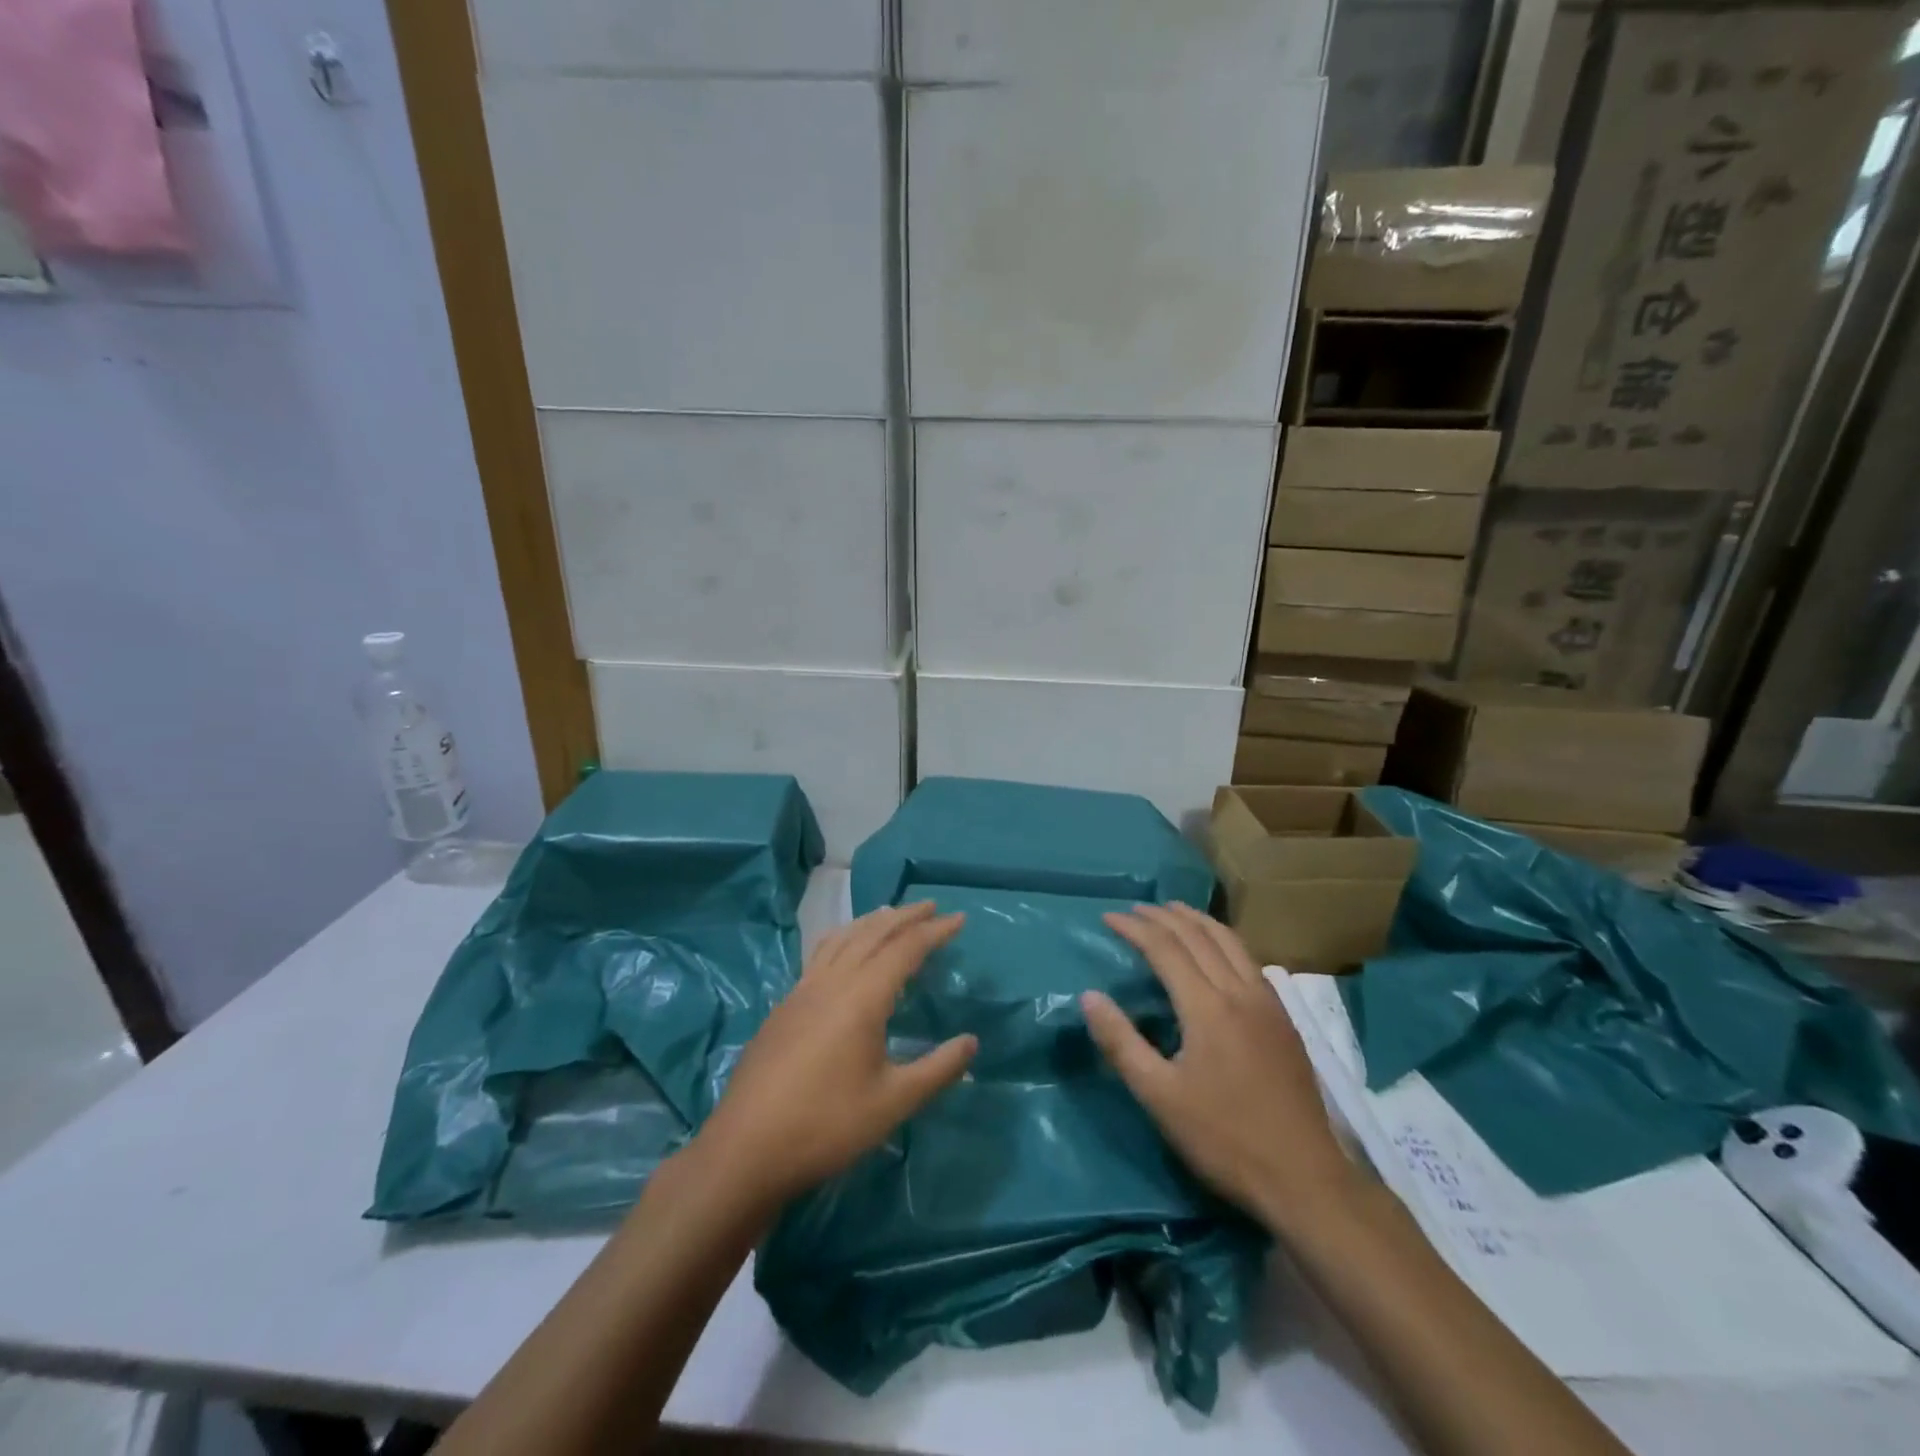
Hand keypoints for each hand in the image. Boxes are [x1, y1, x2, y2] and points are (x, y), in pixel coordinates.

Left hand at [693, 902, 976, 1209]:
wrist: (745, 1149)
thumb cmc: (826, 1126)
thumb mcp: (893, 1103)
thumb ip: (937, 1069)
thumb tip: (971, 1042)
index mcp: (862, 997)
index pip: (905, 949)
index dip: (935, 931)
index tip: (959, 918)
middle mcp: (832, 982)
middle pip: (872, 933)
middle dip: (904, 916)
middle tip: (930, 906)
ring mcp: (802, 991)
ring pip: (842, 938)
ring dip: (871, 922)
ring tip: (890, 914)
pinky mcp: (784, 1006)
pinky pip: (821, 953)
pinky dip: (844, 937)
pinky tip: (844, 951)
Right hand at [1082, 904, 1359, 1237]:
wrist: (1304, 1178)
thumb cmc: (1224, 1139)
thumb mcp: (1159, 1097)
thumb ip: (1121, 1042)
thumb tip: (1089, 996)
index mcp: (1207, 1007)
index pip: (1165, 948)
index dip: (1134, 929)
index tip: (1108, 918)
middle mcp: (1240, 992)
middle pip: (1198, 936)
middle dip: (1163, 917)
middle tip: (1135, 909)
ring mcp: (1268, 1004)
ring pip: (1230, 942)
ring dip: (1197, 920)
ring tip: (1174, 911)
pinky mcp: (1284, 1020)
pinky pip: (1250, 960)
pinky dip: (1224, 941)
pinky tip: (1218, 951)